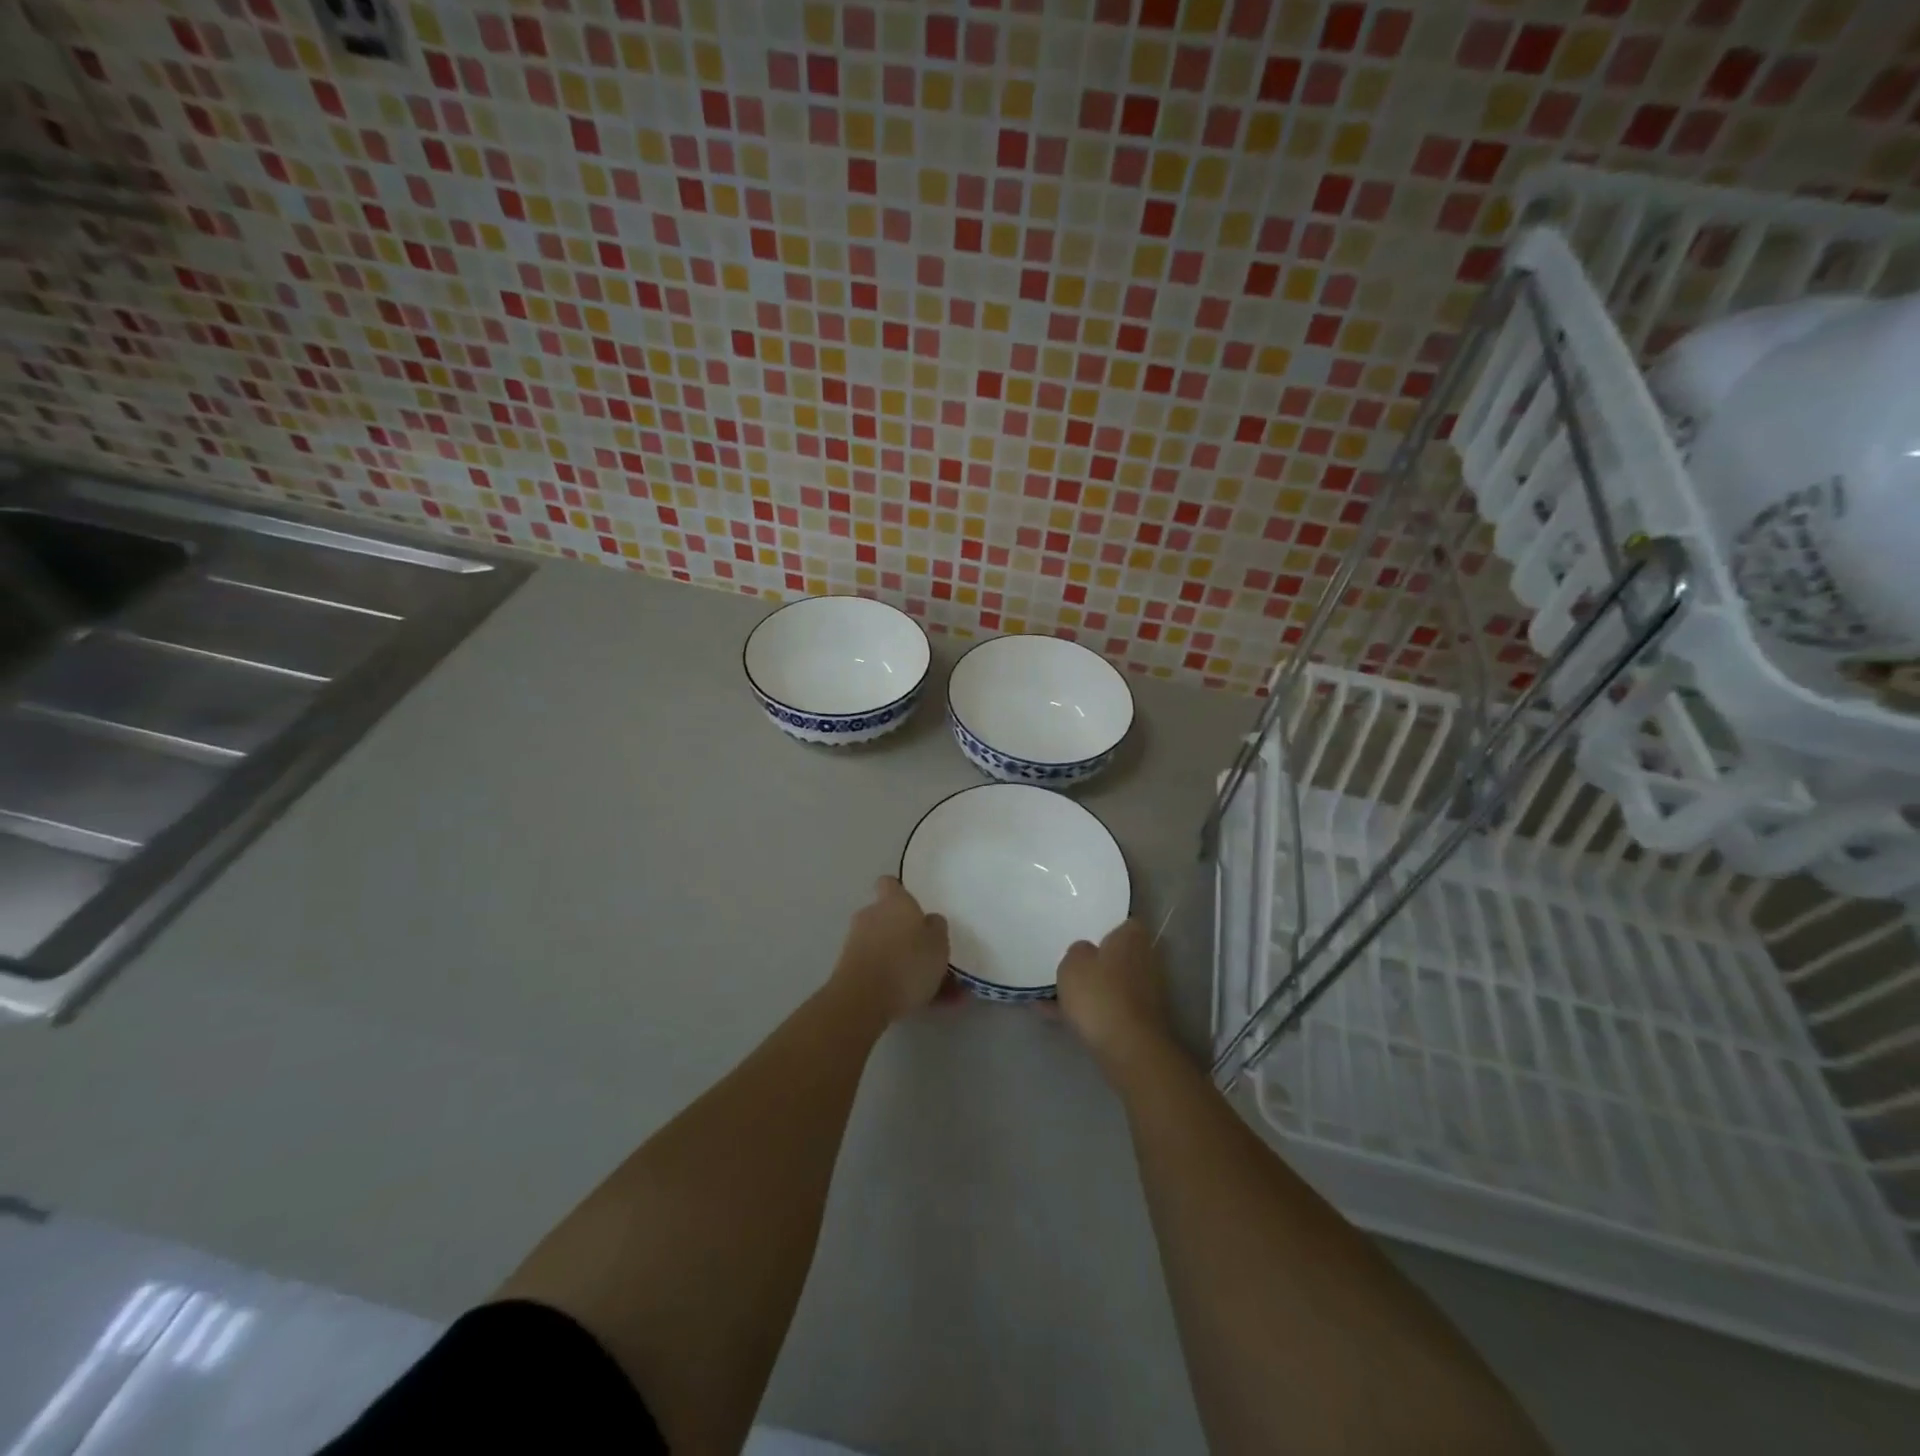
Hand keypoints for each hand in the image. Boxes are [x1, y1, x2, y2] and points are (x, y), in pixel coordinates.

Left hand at [832, 877, 950, 1023]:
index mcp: (893, 902)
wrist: (863, 1001)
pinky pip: (877, 971)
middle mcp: (870, 916)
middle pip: (887, 918)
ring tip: (931, 989)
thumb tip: (929, 920)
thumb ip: (936, 927)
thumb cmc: (907, 963)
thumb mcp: (938, 943)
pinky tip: (915, 1002)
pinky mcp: (848, 969)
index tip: (914, 908)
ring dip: (901, 962)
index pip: (890, 884)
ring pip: (884, 948)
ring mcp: (855, 943)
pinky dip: (893, 982)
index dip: (900, 893)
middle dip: (903, 934)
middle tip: (927, 954)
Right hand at [1056, 919, 1175, 1076]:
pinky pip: (1106, 1009)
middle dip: (1096, 961)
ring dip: (1088, 989)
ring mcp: (1144, 994)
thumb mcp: (1073, 963)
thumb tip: (1086, 952)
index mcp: (1132, 939)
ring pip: (1110, 984)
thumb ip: (1077, 951)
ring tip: (1050, 993)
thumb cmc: (1100, 994)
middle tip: (1067, 962)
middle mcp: (1144, 962)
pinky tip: (1052, 1015)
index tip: (1085, 933)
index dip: (1106, 927)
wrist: (1129, 1050)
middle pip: (1117, 956)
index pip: (1125, 923)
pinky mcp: (1138, 1022)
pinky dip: (1085, 1012)